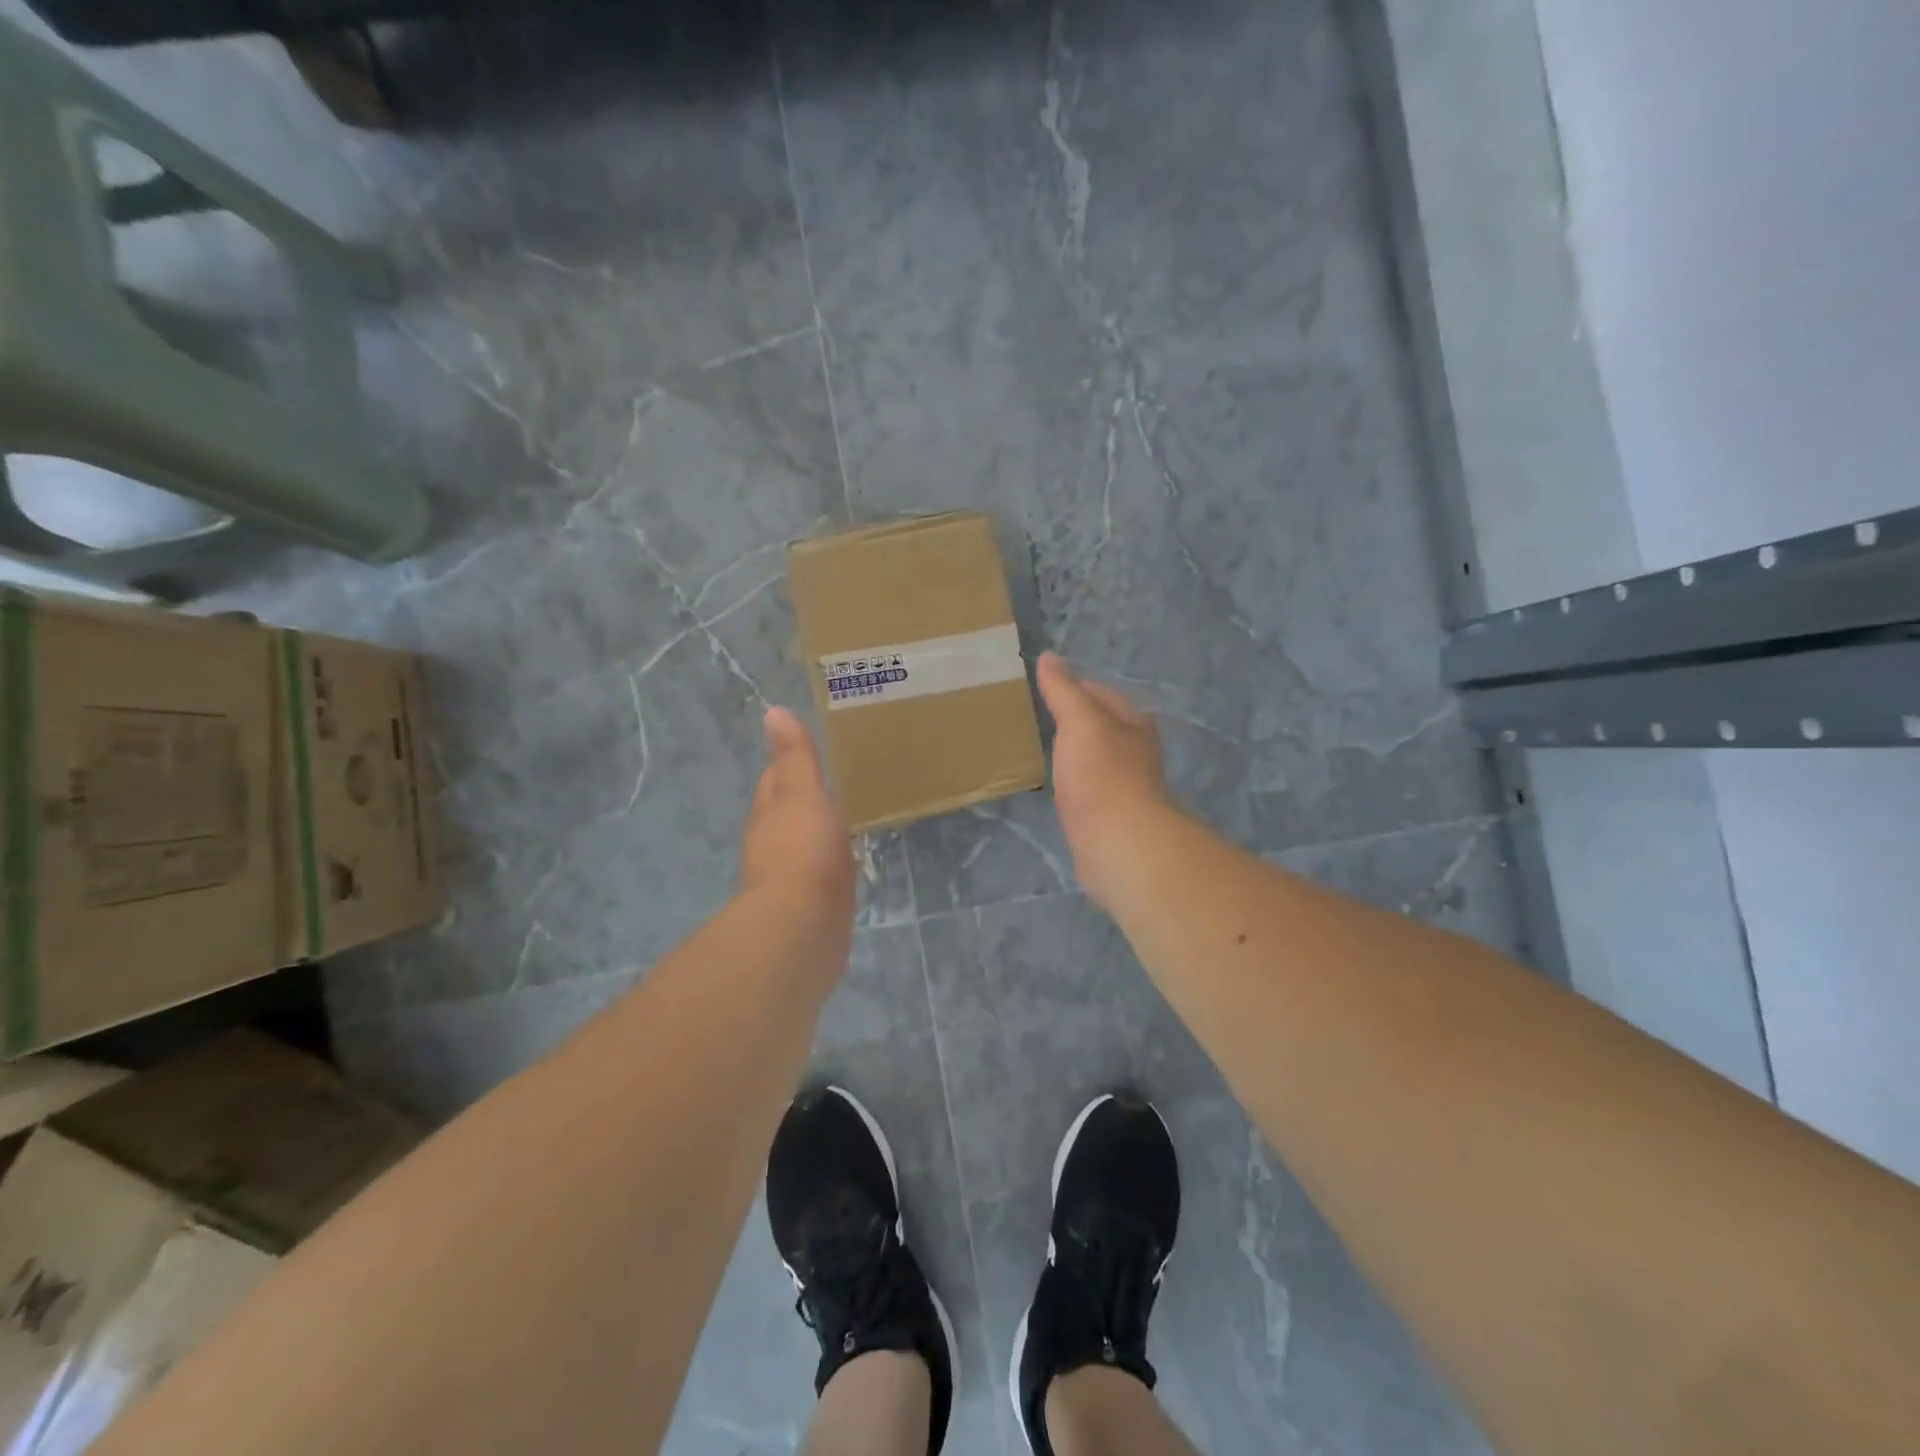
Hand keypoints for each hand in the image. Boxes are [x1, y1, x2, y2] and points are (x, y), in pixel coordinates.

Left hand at [740, 708, 854, 926]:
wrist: (802, 927)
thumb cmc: (802, 851)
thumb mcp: (802, 793)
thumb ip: (795, 757)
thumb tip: (774, 711)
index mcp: (770, 813)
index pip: (775, 781)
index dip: (788, 765)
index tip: (808, 752)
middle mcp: (773, 844)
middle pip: (786, 813)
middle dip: (804, 799)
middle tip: (833, 783)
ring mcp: (791, 877)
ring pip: (803, 844)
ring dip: (817, 832)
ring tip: (844, 819)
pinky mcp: (811, 905)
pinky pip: (820, 875)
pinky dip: (829, 864)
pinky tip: (847, 863)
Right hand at [1037, 652, 1175, 909]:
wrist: (1119, 843)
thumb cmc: (1101, 774)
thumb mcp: (1080, 721)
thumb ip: (1063, 690)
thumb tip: (1049, 657)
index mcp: (1133, 724)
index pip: (1102, 694)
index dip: (1075, 686)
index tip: (1045, 687)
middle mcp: (1135, 752)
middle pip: (1103, 727)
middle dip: (1077, 721)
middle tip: (1039, 717)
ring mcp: (1126, 787)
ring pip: (1096, 760)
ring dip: (1076, 754)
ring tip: (1044, 749)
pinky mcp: (1112, 818)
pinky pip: (1089, 791)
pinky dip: (1074, 785)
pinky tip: (1058, 789)